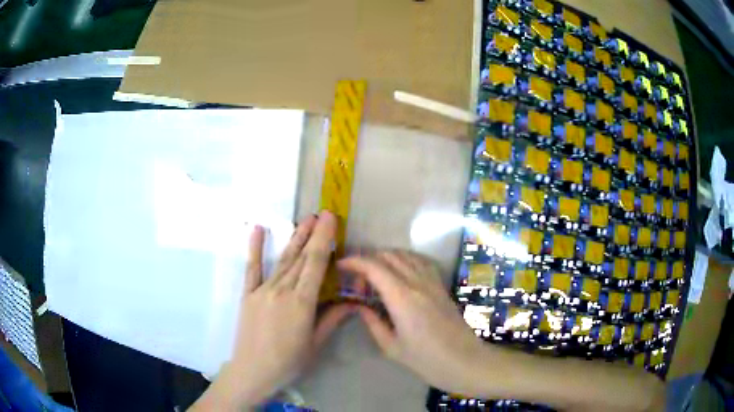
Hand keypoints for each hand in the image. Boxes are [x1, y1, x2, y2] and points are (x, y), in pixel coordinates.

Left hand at [191, 211, 354, 410]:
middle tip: (322, 213)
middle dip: (313, 234)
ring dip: (295, 239)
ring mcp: (262, 290)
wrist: (252, 371)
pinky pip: (252, 268)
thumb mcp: (315, 344)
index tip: (330, 219)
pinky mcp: (248, 294)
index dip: (324, 239)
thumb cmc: (288, 362)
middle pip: (301, 258)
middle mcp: (282, 290)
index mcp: (301, 303)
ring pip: (283, 260)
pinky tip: (257, 229)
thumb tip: (352, 302)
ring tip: (305, 220)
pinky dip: (255, 248)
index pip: (316, 264)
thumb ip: (332, 319)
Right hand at [338, 250, 487, 396]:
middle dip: (368, 260)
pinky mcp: (441, 285)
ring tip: (375, 275)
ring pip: (405, 254)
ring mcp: (432, 282)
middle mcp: (417, 283)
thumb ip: (372, 323)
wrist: (464, 361)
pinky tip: (399, 273)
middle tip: (357, 280)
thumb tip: (358, 306)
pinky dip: (405, 259)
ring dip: (386, 258)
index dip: (354, 262)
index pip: (374, 267)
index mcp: (402, 298)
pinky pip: (421, 262)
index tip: (341, 266)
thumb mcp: (392, 347)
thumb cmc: (426, 360)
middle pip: (389, 255)